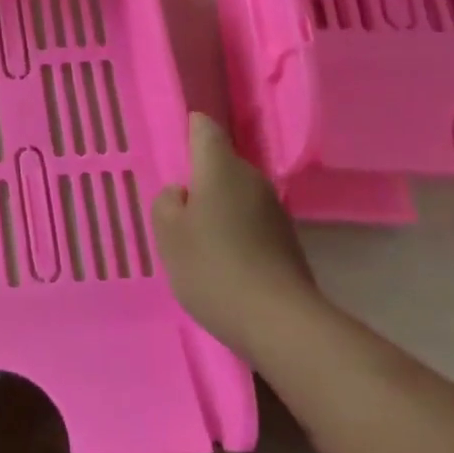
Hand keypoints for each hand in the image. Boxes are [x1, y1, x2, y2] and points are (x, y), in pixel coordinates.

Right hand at [154, 113, 321, 356]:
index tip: (174, 146)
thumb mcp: (168, 234)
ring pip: (236, 194)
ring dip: (218, 208)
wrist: (280, 323)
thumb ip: (167, 202)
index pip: (204, 129)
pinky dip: (235, 232)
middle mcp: (252, 179)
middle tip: (176, 207)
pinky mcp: (287, 241)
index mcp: (220, 167)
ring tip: (197, 239)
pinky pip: (251, 221)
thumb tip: (182, 193)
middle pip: (221, 164)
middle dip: (200, 178)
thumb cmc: (213, 267)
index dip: (188, 130)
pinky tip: (223, 262)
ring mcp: (274, 210)